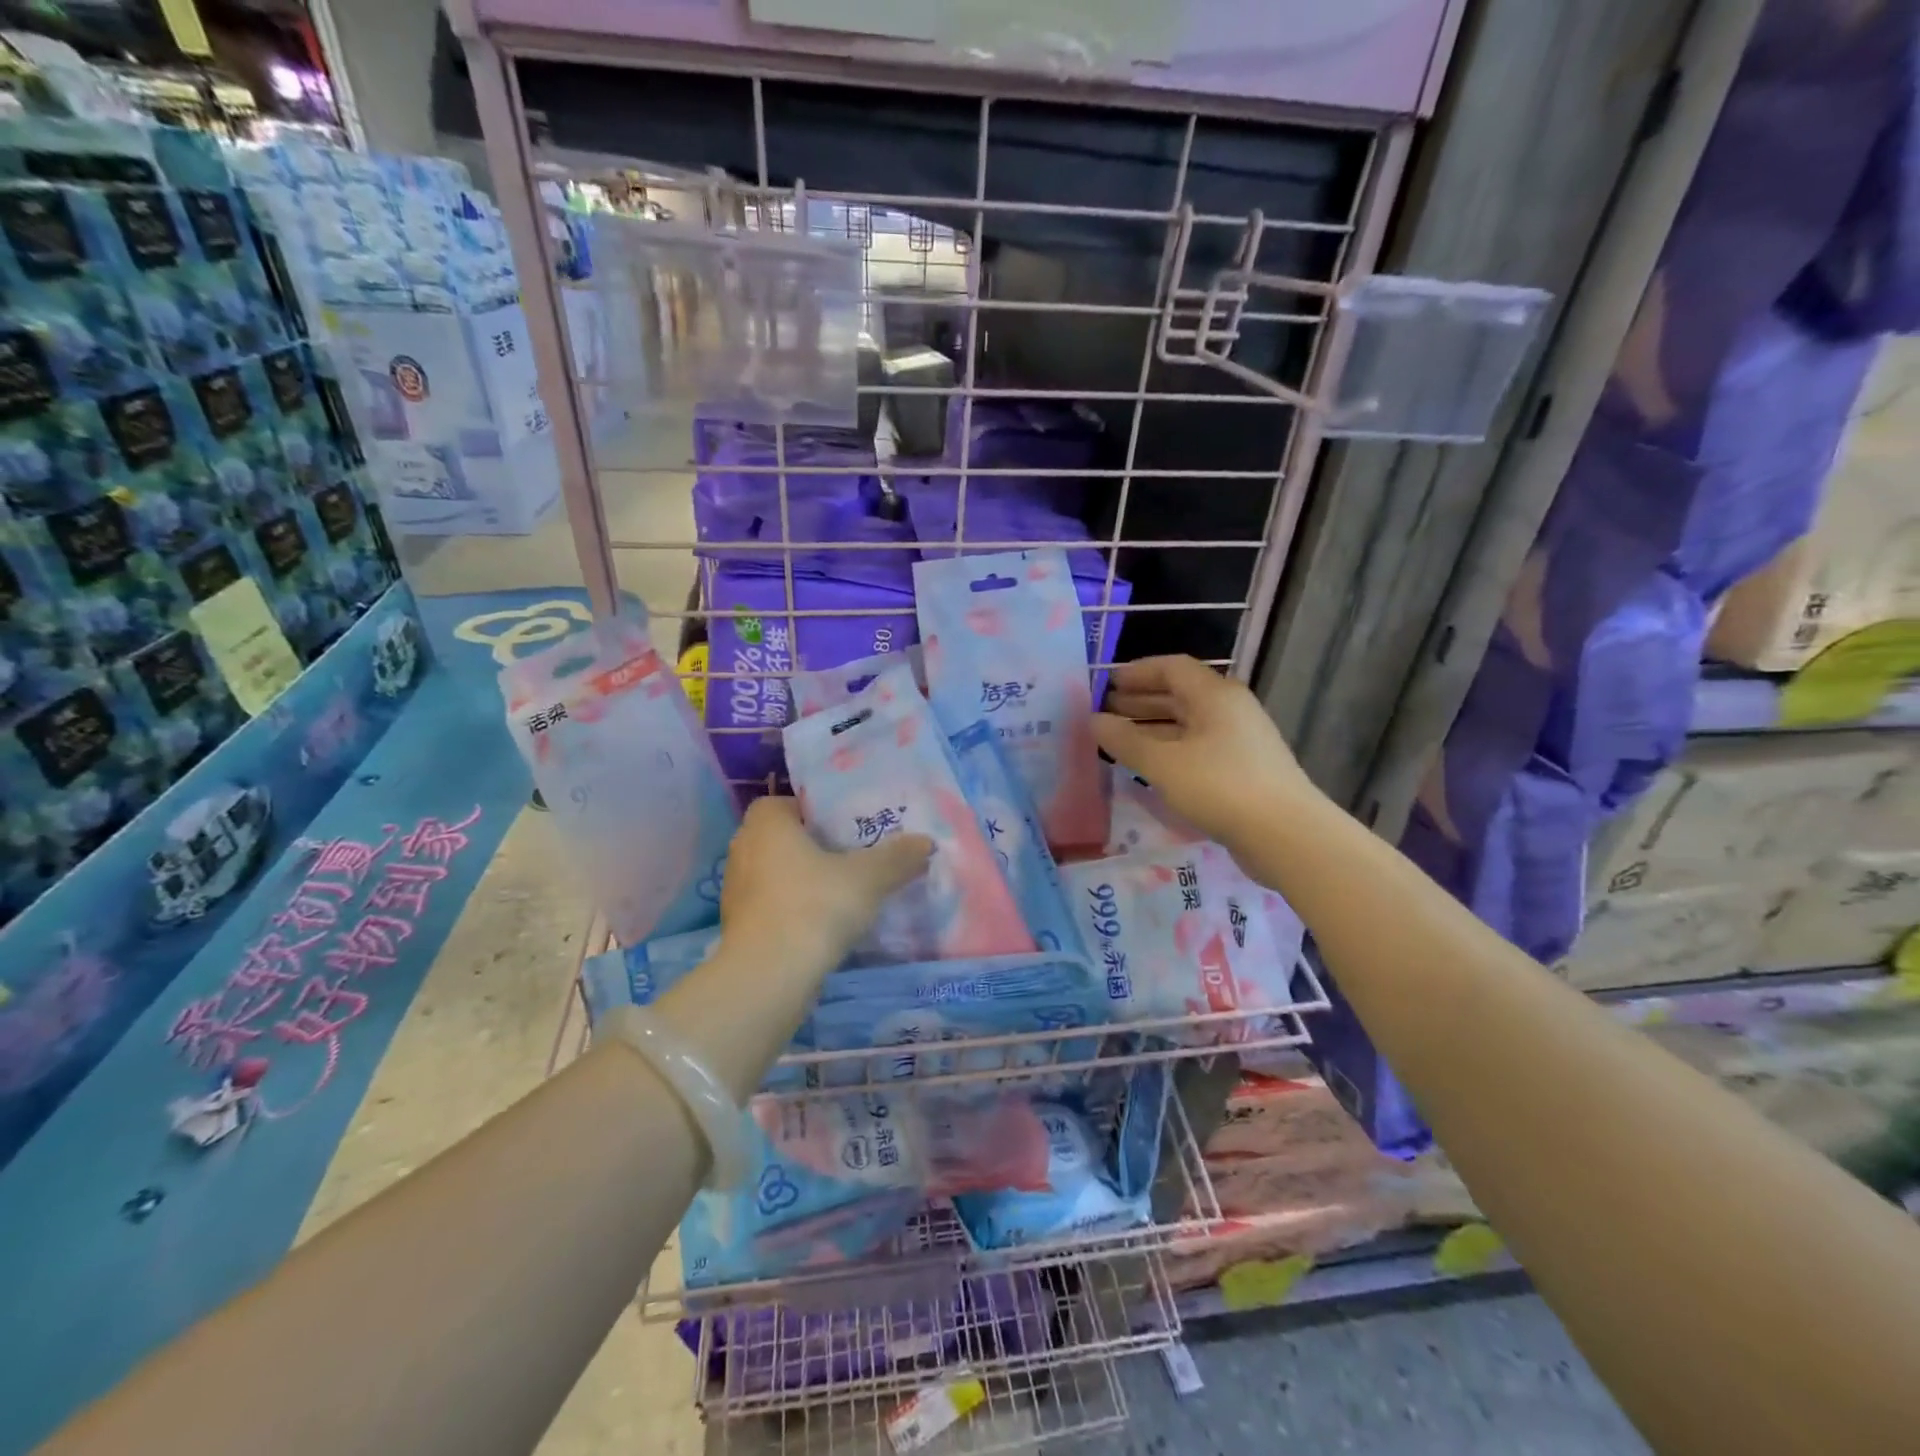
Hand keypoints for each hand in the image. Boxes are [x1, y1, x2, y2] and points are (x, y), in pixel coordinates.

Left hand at [719, 797, 932, 978]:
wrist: (768, 976)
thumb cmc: (814, 906)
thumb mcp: (868, 878)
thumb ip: (898, 857)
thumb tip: (927, 842)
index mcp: (766, 822)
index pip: (791, 802)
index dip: (818, 812)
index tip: (848, 828)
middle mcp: (744, 847)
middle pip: (785, 838)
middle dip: (815, 846)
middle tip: (853, 857)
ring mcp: (736, 889)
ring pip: (777, 873)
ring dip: (804, 880)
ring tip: (842, 891)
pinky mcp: (738, 925)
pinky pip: (771, 904)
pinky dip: (793, 909)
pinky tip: (822, 923)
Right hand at [1095, 655, 1320, 854]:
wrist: (1285, 834)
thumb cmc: (1219, 787)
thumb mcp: (1163, 763)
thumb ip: (1125, 740)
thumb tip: (1093, 720)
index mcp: (1214, 695)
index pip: (1171, 668)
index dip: (1137, 672)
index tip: (1107, 683)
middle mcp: (1230, 709)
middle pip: (1180, 694)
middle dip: (1141, 700)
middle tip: (1105, 712)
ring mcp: (1240, 739)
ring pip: (1189, 723)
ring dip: (1153, 727)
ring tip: (1120, 739)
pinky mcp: (1243, 768)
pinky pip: (1198, 746)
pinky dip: (1170, 749)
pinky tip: (1151, 766)